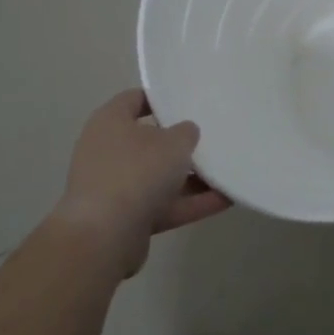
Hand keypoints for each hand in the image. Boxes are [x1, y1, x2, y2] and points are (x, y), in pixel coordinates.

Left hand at [56, 89, 230, 277]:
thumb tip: (185, 132)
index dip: (161, 98)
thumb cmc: (137, 172)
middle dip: (180, 143)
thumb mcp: (174, 142)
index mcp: (110, 123)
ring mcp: (115, 187)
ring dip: (191, 177)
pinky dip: (191, 202)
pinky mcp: (126, 218)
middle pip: (149, 141)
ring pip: (159, 176)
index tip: (189, 100)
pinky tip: (226, 198)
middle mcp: (108, 151)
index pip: (134, 99)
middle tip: (212, 136)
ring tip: (228, 171)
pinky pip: (164, 204)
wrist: (105, 236)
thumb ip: (186, 132)